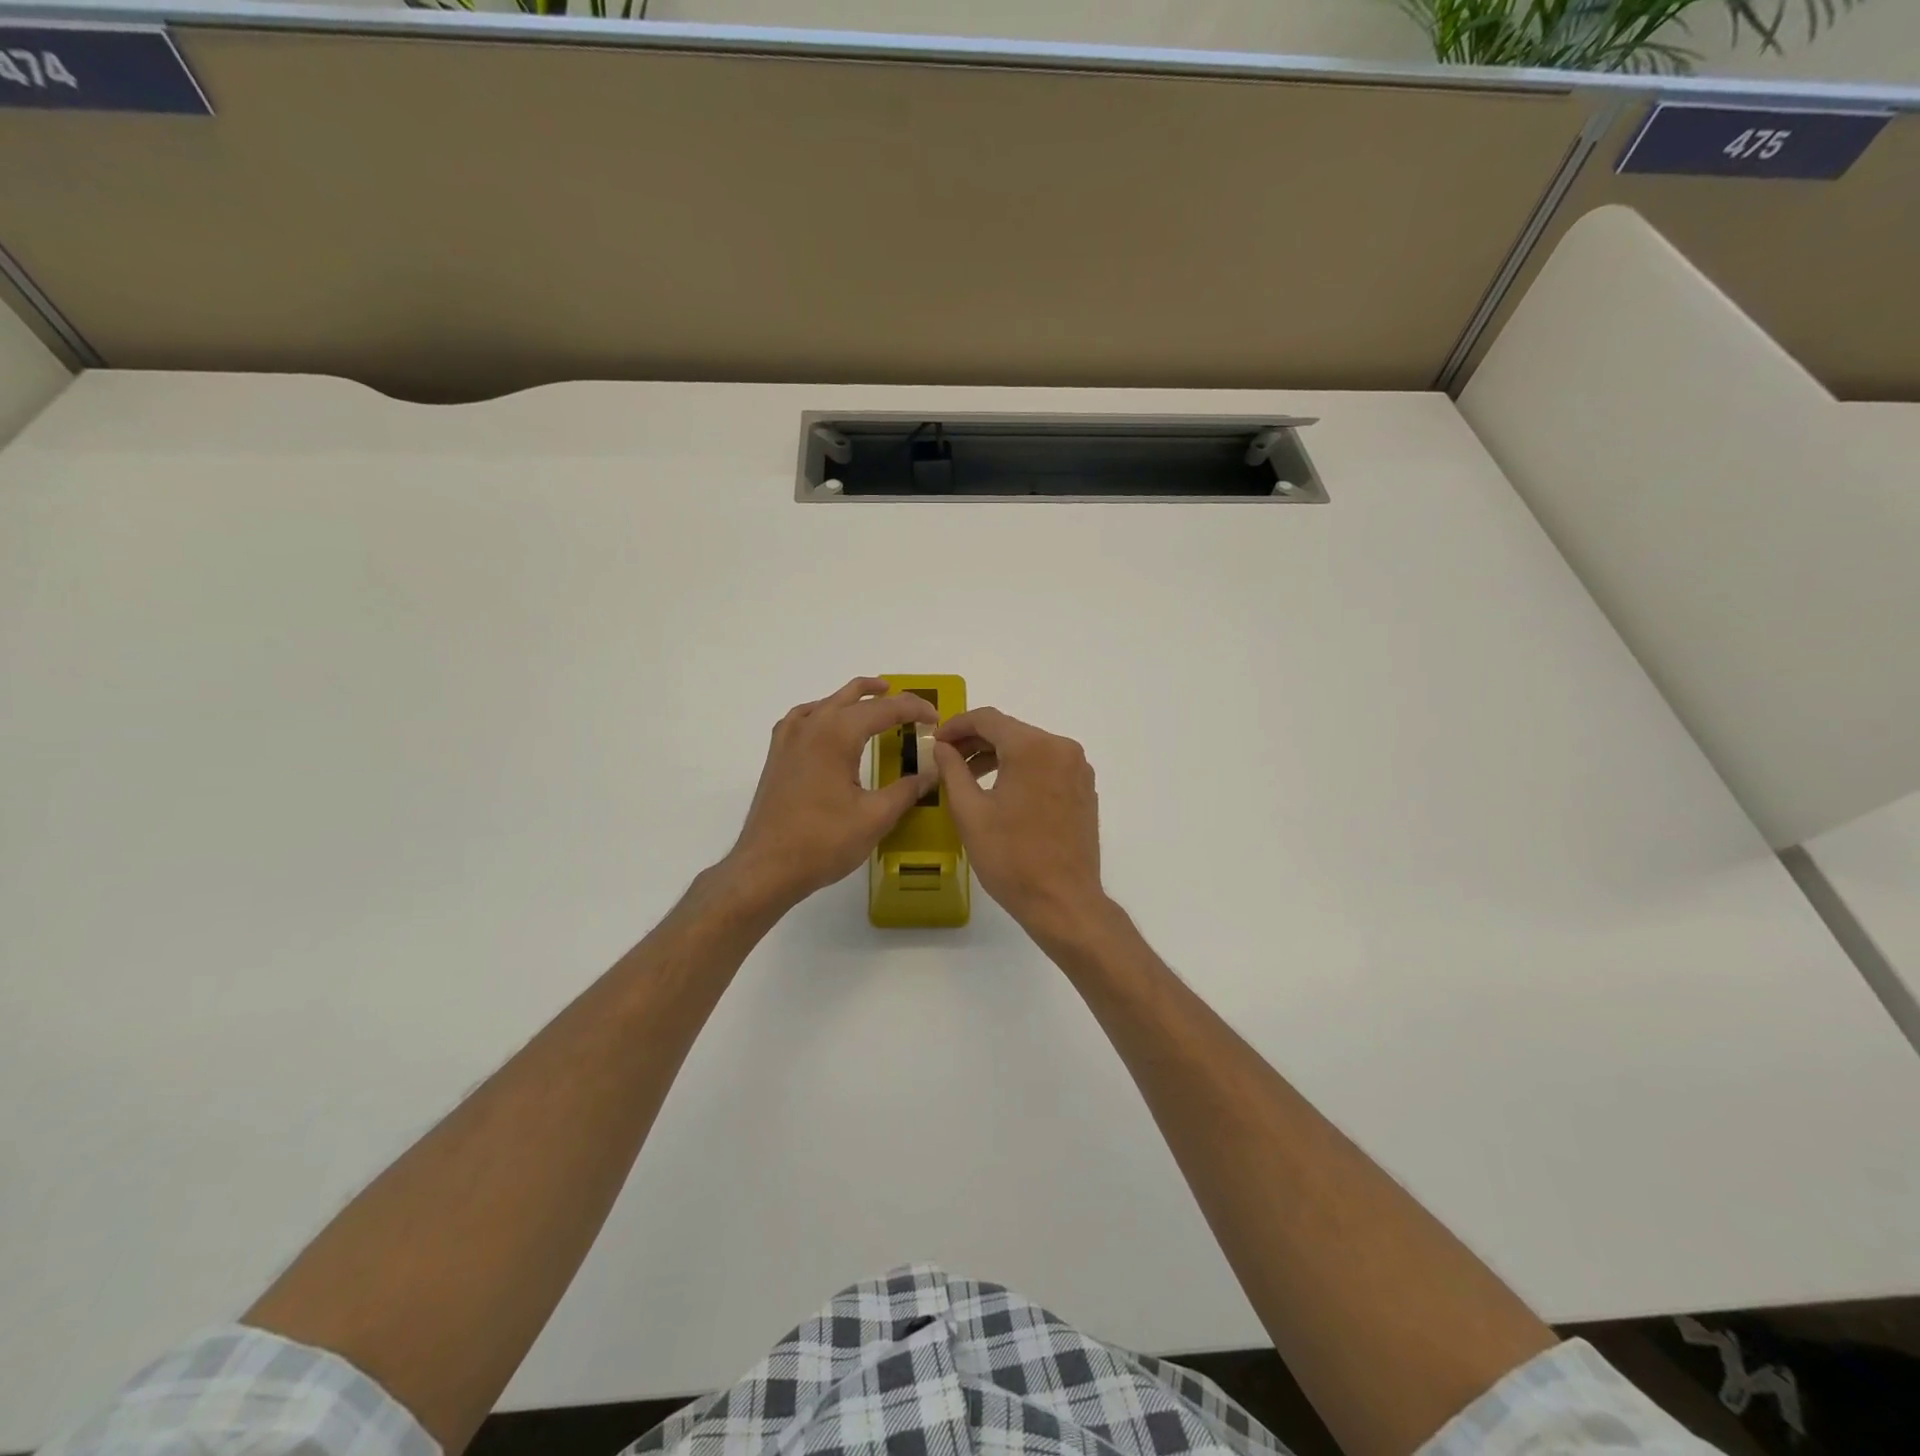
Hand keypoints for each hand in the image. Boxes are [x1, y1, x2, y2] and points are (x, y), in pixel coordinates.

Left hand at [722, 677, 938, 912]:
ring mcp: (789, 738)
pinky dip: (825, 712)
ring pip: (827, 702)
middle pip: (853, 697)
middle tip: (914, 709)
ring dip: (854, 698)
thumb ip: (907, 790)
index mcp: (837, 734)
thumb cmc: (823, 841)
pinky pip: (804, 717)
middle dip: (887, 698)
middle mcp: (811, 726)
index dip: (914, 709)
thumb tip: (931, 773)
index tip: (936, 720)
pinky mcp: (777, 755)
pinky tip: (830, 725)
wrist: (766, 867)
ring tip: (877, 697)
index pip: (885, 709)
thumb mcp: (875, 817)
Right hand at [932, 707, 1107, 939]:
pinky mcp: (1085, 788)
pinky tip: (1003, 791)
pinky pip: (1047, 765)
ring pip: (1030, 748)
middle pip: (1011, 731)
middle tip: (947, 758)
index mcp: (1033, 748)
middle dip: (976, 741)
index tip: (936, 741)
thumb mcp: (970, 812)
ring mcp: (1078, 768)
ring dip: (998, 755)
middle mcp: (1062, 748)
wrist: (1063, 901)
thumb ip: (952, 770)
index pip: (988, 719)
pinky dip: (1022, 769)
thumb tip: (942, 747)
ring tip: (969, 776)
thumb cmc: (1011, 858)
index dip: (957, 725)